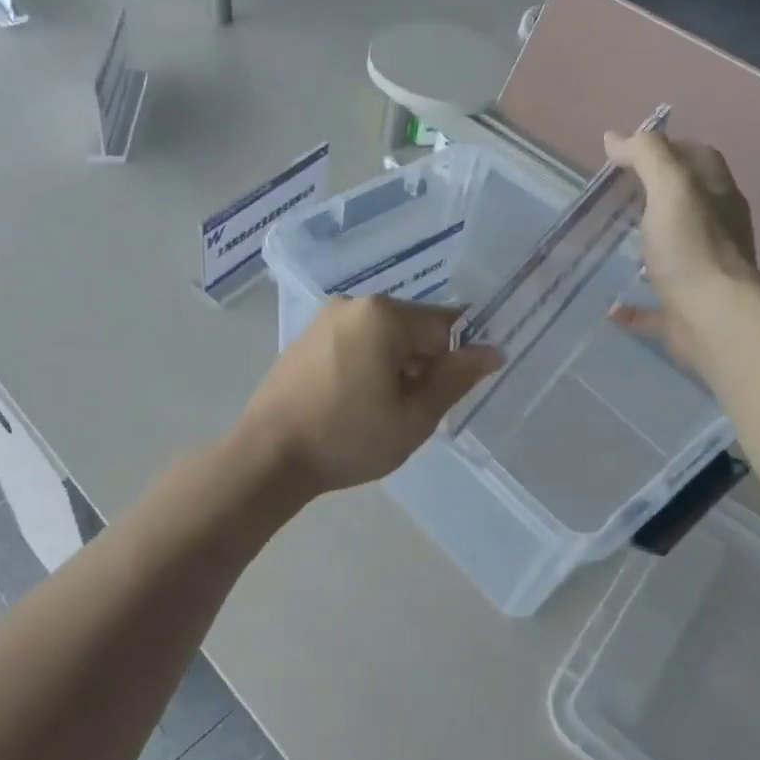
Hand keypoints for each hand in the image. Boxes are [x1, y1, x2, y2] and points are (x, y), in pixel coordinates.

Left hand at [236, 297, 500, 495]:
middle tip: (404, 411)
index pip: (444, 327)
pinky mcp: (305, 337)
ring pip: (382, 337)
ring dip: (391, 367)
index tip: (436, 400)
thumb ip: (456, 379)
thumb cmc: (348, 438)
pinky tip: (350, 402)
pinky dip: (364, 366)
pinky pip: (353, 342)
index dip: (450, 365)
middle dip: (419, 365)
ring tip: (375, 411)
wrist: (268, 455)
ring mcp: (324, 319)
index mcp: (383, 315)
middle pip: (411, 328)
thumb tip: (491, 350)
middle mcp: (353, 304)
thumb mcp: (414, 417)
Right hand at [603, 130, 758, 365]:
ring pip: (674, 251)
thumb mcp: (670, 186)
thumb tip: (615, 137)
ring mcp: (701, 272)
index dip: (667, 148)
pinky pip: (655, 305)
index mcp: (716, 196)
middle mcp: (715, 230)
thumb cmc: (692, 247)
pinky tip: (612, 307)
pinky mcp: (684, 310)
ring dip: (649, 244)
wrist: (713, 318)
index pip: (697, 157)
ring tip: (612, 242)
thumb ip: (646, 155)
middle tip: (612, 195)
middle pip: (686, 202)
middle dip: (654, 194)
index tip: (627, 154)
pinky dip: (634, 305)